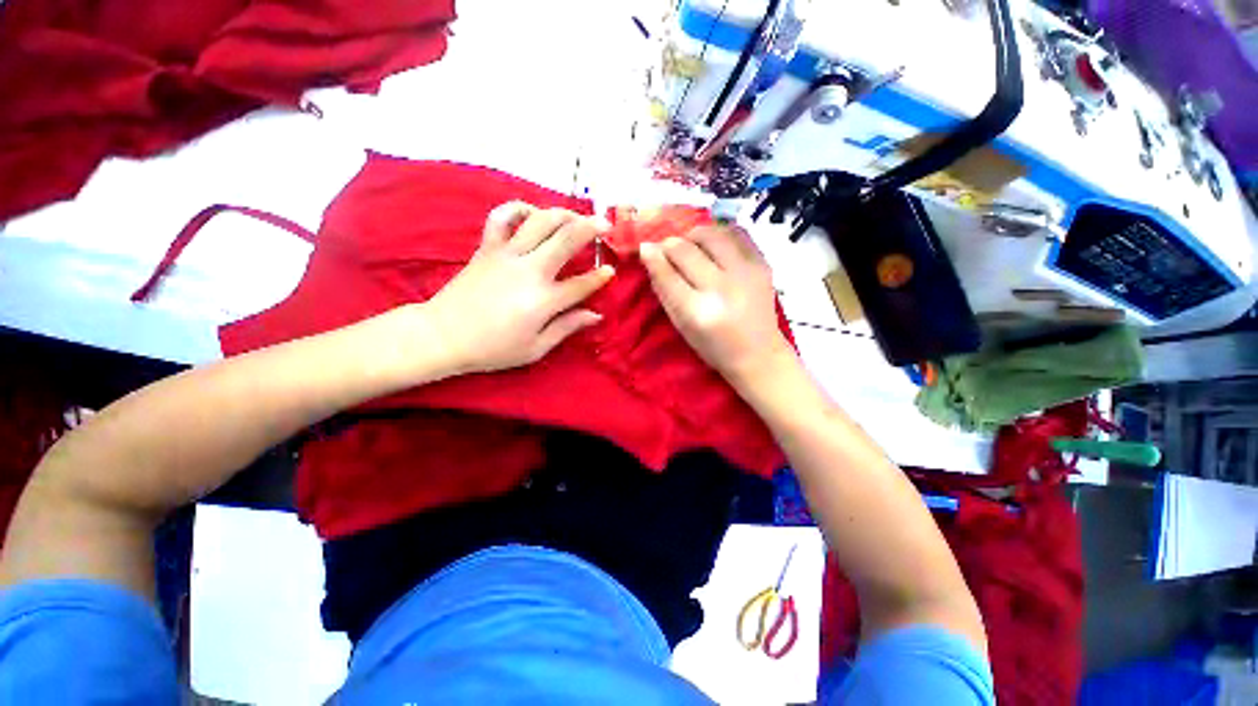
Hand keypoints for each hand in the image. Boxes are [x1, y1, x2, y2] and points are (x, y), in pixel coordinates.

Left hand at [424, 202, 614, 374]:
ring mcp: (507, 255)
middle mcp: (529, 270)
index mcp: (544, 300)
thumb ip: (567, 327)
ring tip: (576, 216)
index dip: (600, 276)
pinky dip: (518, 208)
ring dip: (563, 213)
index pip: (582, 284)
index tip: (610, 270)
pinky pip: (502, 217)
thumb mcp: (536, 348)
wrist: (443, 335)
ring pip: (540, 221)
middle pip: (566, 239)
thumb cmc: (493, 348)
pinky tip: (532, 212)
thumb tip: (596, 315)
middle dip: (591, 228)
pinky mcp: (487, 247)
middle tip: (606, 223)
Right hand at [639, 225, 793, 385]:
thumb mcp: (681, 326)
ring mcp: (745, 273)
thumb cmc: (713, 346)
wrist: (759, 354)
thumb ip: (664, 291)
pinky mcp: (762, 265)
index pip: (667, 274)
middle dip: (670, 244)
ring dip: (694, 235)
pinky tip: (713, 244)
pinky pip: (736, 233)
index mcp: (697, 311)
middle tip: (667, 248)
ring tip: (691, 244)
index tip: (646, 248)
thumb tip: (649, 253)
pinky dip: (719, 233)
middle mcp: (722, 289)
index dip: (653, 256)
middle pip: (686, 250)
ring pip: (712, 234)